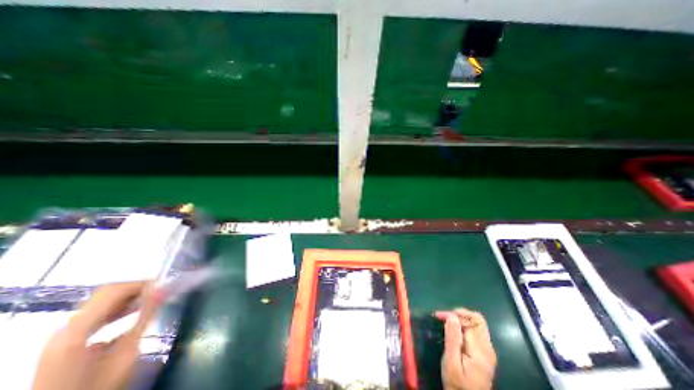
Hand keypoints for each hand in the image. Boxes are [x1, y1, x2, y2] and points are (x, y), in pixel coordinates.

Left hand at [31, 282, 158, 389]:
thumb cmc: (98, 386)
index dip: (140, 284)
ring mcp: (63, 335)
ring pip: (101, 302)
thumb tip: (160, 292)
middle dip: (136, 289)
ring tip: (152, 298)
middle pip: (105, 294)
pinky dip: (118, 307)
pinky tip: (133, 311)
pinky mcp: (66, 341)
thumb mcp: (127, 353)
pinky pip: (96, 313)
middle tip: (160, 290)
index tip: (164, 285)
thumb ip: (143, 319)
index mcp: (76, 331)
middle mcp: (66, 328)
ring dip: (129, 297)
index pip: (113, 291)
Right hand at [435, 308, 494, 388]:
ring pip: (477, 324)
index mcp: (481, 351)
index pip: (470, 321)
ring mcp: (487, 351)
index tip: (438, 316)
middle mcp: (487, 348)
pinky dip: (464, 326)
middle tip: (444, 317)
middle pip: (477, 320)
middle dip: (459, 314)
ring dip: (461, 319)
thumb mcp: (451, 363)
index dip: (453, 314)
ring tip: (447, 322)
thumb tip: (451, 315)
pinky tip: (454, 331)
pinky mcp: (484, 353)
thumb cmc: (457, 385)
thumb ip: (452, 338)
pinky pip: (475, 331)